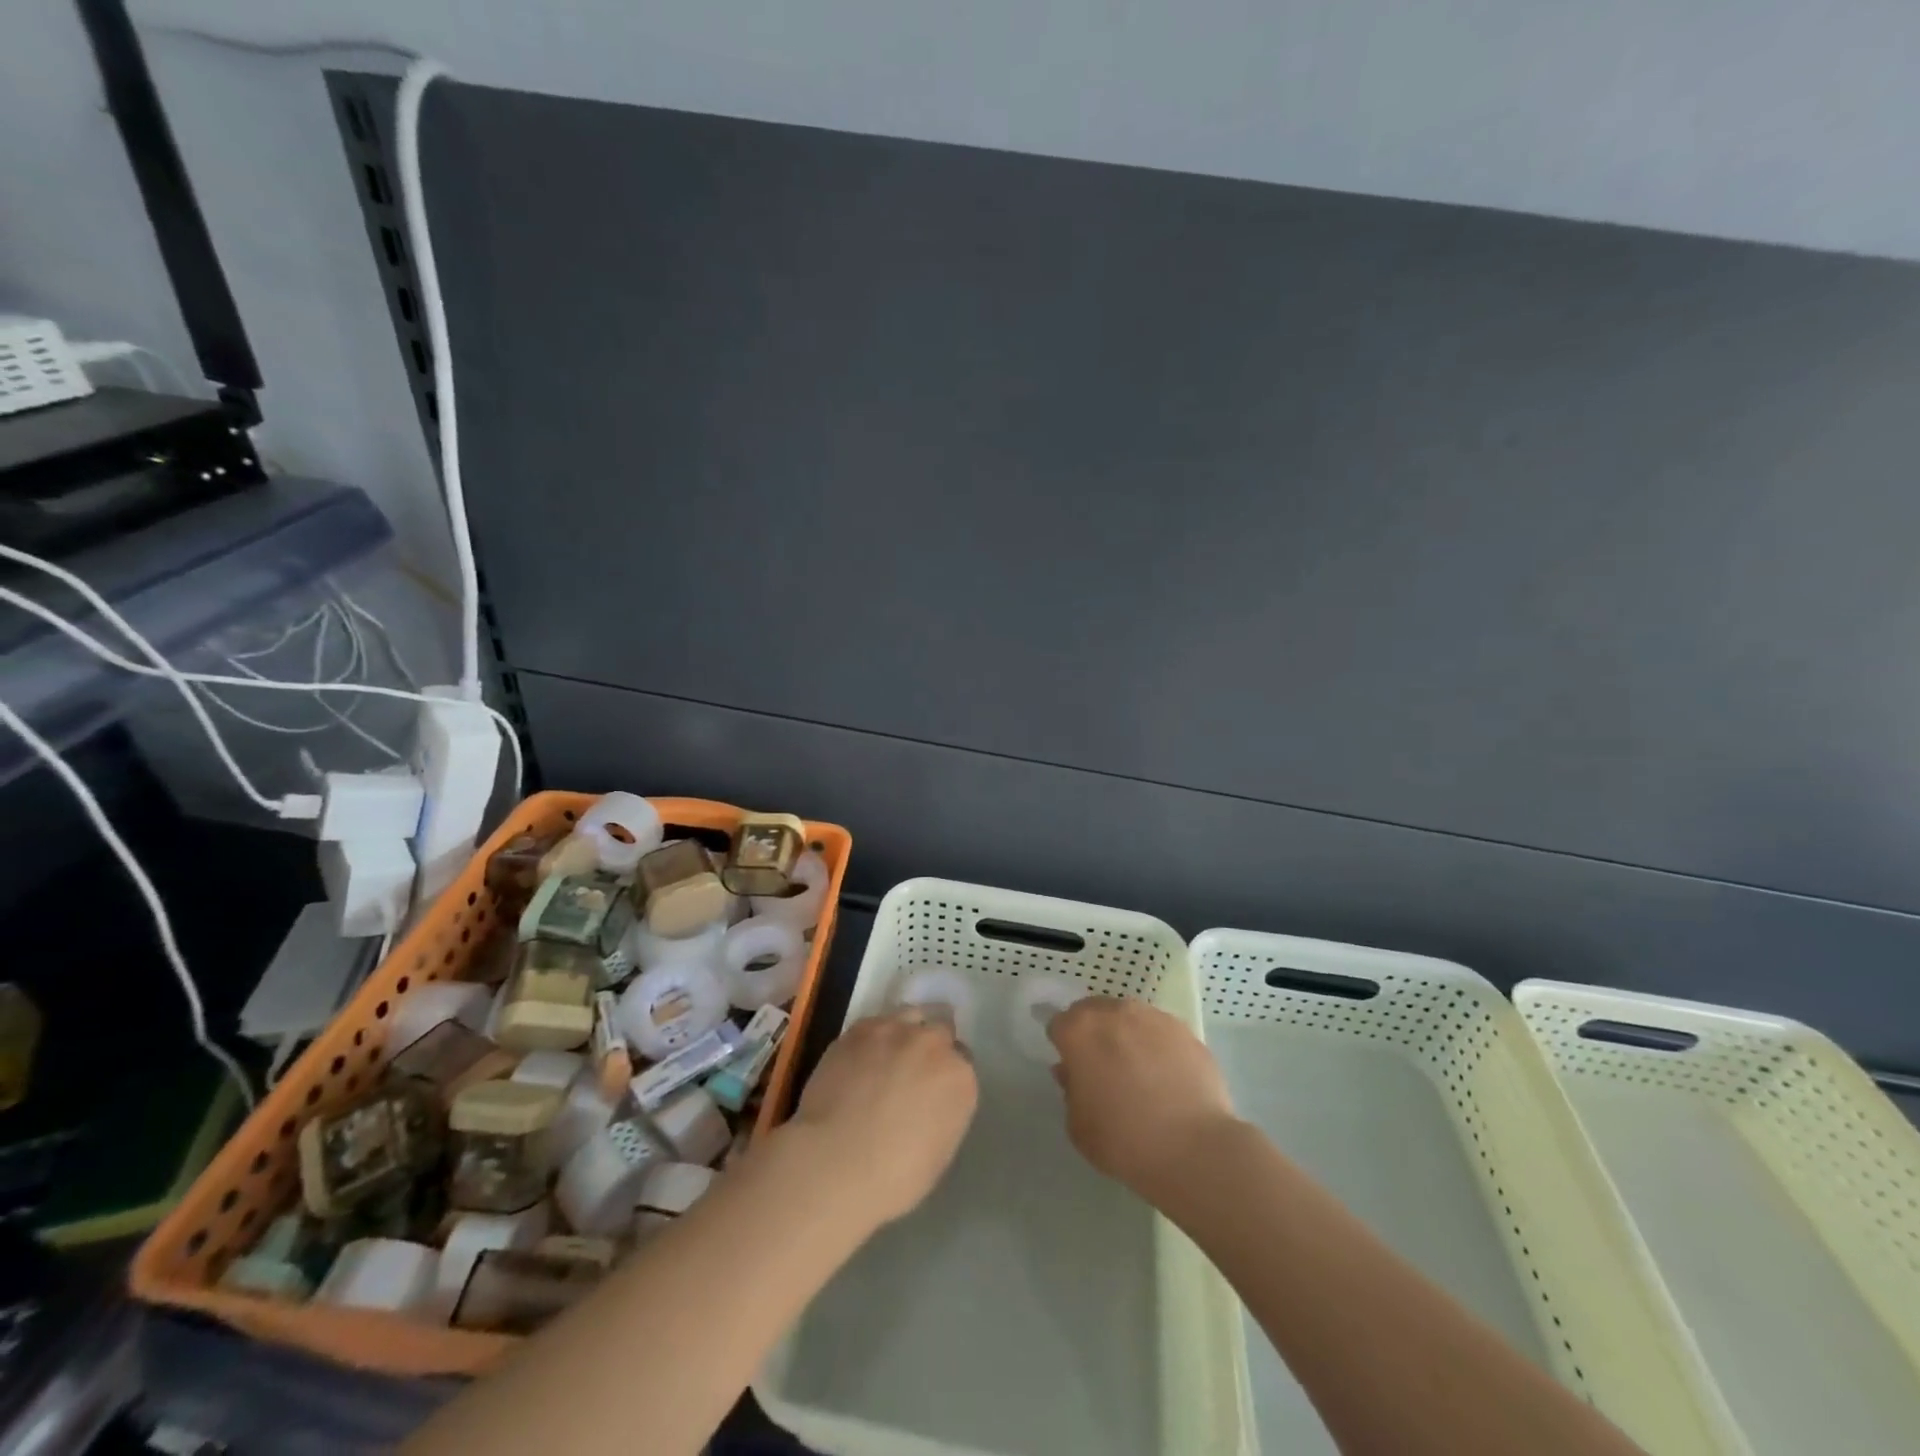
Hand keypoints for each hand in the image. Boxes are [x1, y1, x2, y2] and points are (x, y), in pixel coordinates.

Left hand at [788, 1008, 978, 1225]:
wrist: (835, 1162)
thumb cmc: (893, 1177)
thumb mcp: (939, 1152)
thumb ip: (944, 1112)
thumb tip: (930, 1100)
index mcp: (960, 1078)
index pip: (962, 1062)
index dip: (945, 1075)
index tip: (932, 1090)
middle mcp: (934, 1044)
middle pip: (939, 1032)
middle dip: (928, 1049)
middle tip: (909, 1073)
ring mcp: (897, 1030)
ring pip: (909, 1017)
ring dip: (904, 1034)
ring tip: (885, 1058)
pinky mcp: (861, 1028)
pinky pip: (875, 1024)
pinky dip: (872, 1039)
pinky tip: (858, 1060)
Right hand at [1048, 997, 1239, 1200]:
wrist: (1193, 1148)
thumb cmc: (1123, 1140)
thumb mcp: (1078, 1126)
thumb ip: (1070, 1090)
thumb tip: (1072, 1071)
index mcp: (1079, 1030)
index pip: (1059, 1025)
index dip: (1063, 1047)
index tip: (1073, 1070)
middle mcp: (1114, 1012)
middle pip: (1093, 1012)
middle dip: (1093, 1033)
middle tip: (1102, 1068)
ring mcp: (1152, 1017)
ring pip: (1128, 1017)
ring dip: (1125, 1035)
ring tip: (1139, 1071)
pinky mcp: (1184, 1030)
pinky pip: (1160, 1031)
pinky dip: (1157, 1046)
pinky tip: (1167, 1077)